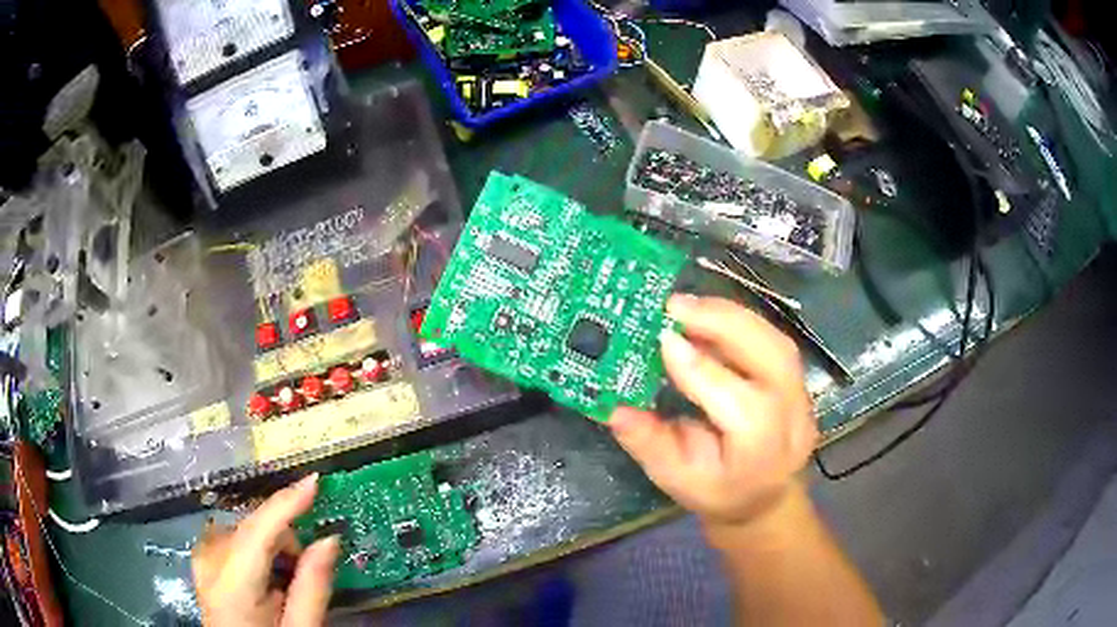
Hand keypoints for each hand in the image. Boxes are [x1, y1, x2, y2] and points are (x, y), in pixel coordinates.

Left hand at [192, 475, 339, 625]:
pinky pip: (233, 535)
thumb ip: (313, 587)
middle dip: (284, 538)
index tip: (314, 481)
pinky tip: (263, 574)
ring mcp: (201, 556)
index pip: (258, 532)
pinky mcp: (201, 557)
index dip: (286, 503)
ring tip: (283, 578)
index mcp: (232, 584)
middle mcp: (208, 561)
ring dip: (270, 543)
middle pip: (252, 527)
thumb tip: (329, 539)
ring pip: (244, 528)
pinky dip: (255, 547)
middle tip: (303, 570)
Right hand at [608, 294, 817, 528]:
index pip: (739, 404)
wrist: (766, 498)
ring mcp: (802, 395)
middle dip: (724, 323)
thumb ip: (649, 443)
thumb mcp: (676, 480)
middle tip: (675, 306)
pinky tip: (709, 317)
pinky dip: (740, 322)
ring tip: (688, 306)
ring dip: (731, 316)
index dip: (701, 368)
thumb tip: (615, 407)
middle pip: (772, 358)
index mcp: (762, 452)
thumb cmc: (720, 493)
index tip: (663, 337)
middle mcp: (792, 418)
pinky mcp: (797, 378)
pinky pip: (772, 339)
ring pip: (776, 340)